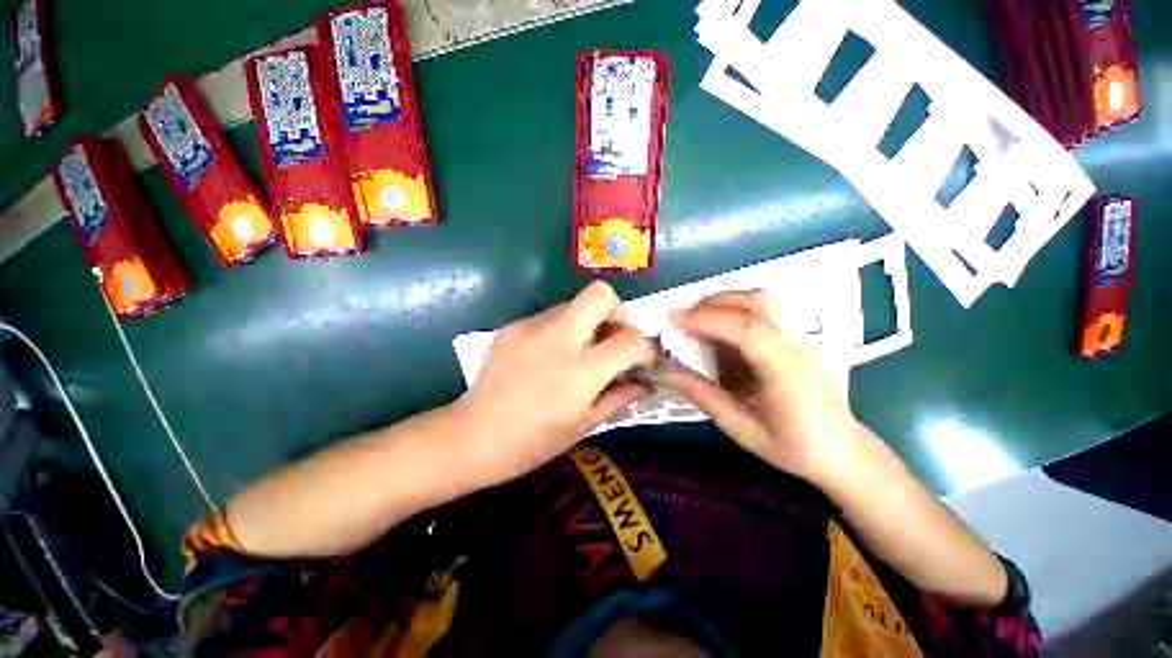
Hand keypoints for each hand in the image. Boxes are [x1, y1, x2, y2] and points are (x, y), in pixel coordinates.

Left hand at [454, 281, 655, 484]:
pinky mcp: (513, 326)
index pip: (632, 339)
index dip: (645, 348)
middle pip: (601, 294)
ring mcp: (532, 327)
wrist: (472, 436)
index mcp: (581, 370)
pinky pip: (550, 316)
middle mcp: (559, 338)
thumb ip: (619, 396)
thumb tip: (644, 383)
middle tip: (610, 339)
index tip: (640, 361)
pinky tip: (549, 356)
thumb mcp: (584, 424)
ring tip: (578, 352)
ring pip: (574, 303)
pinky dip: (561, 329)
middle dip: (616, 311)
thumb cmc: (533, 441)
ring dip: (587, 322)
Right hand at [667, 290, 861, 484]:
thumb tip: (672, 372)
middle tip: (682, 317)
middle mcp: (798, 347)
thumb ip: (706, 398)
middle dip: (713, 302)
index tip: (675, 322)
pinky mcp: (798, 338)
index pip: (747, 330)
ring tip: (699, 318)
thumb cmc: (795, 448)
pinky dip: (737, 309)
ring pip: (764, 300)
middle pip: (758, 303)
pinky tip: (721, 328)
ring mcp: (802, 339)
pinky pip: (766, 311)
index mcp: (787, 373)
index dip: (707, 320)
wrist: (844, 452)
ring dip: (726, 301)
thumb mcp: (744, 431)